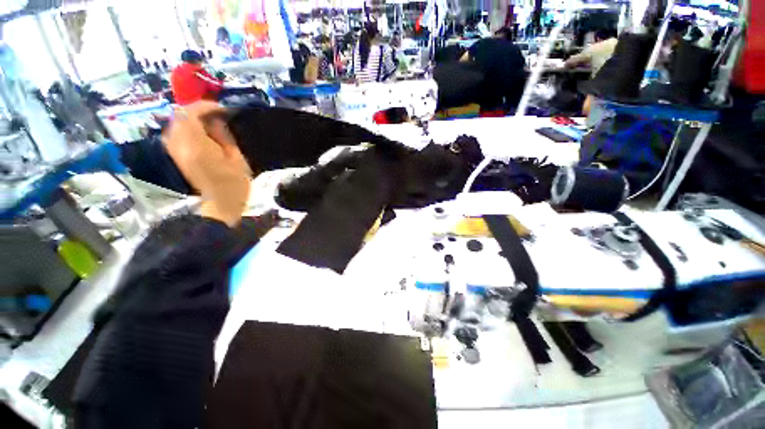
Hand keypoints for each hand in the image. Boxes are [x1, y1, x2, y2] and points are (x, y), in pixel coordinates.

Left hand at [163, 101, 250, 226]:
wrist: (221, 203)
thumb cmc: (235, 184)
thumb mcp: (237, 159)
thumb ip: (224, 136)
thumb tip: (216, 120)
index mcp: (196, 146)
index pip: (189, 114)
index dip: (205, 106)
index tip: (221, 109)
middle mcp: (179, 146)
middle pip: (178, 117)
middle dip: (196, 111)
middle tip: (216, 114)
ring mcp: (175, 151)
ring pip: (175, 124)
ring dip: (190, 119)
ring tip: (209, 122)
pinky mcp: (177, 156)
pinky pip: (175, 134)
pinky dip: (186, 128)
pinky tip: (200, 132)